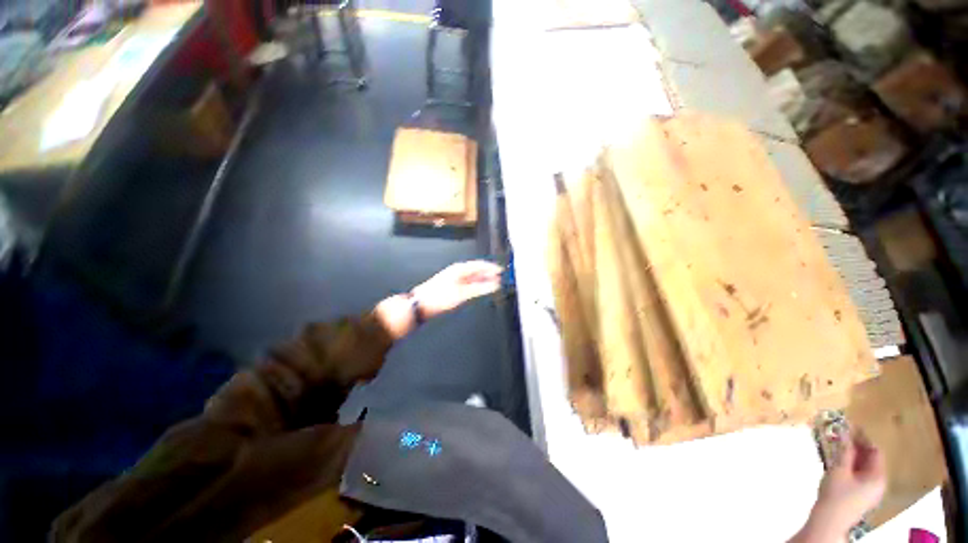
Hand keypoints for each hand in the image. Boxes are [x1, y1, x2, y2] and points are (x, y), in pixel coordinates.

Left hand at [375, 261, 502, 340]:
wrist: (419, 305)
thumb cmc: (439, 297)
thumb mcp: (461, 294)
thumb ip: (479, 289)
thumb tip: (495, 285)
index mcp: (460, 269)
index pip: (480, 265)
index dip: (492, 268)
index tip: (503, 272)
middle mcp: (458, 272)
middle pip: (477, 270)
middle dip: (490, 274)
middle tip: (502, 280)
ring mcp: (454, 279)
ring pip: (473, 277)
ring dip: (484, 281)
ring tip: (495, 285)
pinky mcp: (452, 287)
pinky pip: (469, 284)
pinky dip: (477, 286)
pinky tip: (481, 291)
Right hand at [815, 430, 886, 527]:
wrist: (829, 521)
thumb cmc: (836, 494)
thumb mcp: (839, 470)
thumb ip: (845, 451)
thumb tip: (846, 432)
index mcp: (878, 477)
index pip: (875, 452)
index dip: (863, 438)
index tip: (850, 426)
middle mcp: (878, 483)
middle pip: (870, 460)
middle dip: (857, 447)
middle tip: (841, 434)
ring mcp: (869, 491)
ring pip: (863, 468)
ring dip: (852, 456)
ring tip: (837, 445)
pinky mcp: (860, 496)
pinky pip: (859, 475)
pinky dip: (850, 465)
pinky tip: (838, 462)